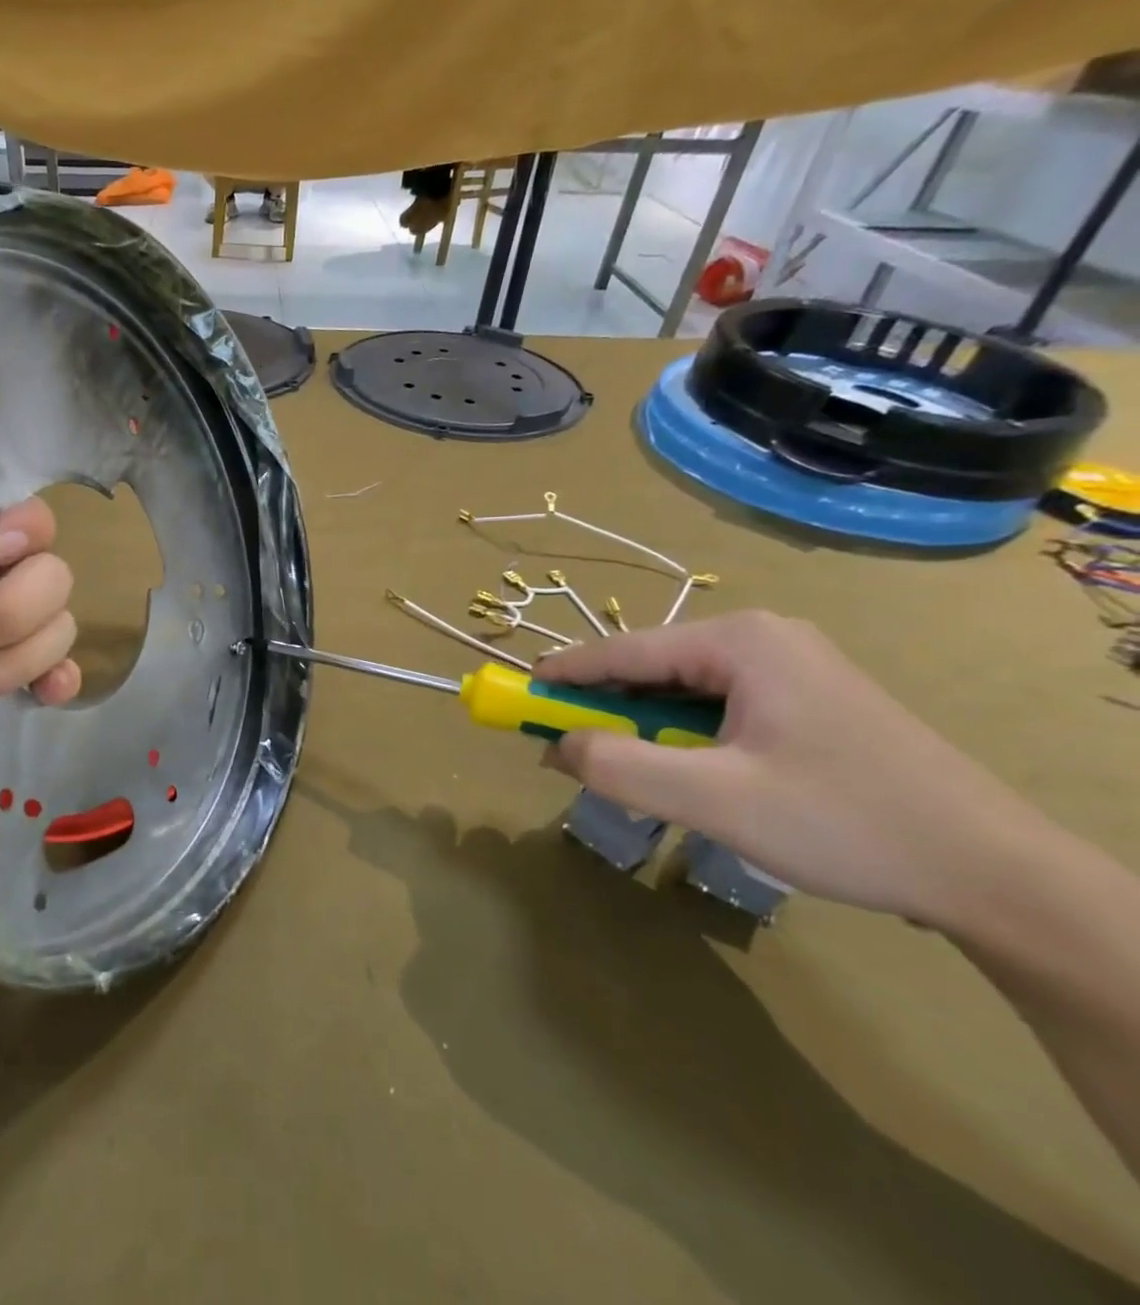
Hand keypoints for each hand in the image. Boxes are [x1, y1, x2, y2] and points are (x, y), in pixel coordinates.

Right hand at [536, 612, 1054, 925]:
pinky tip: (684, 772)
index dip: (562, 675)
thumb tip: (556, 746)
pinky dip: (683, 735)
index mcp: (739, 641)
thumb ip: (619, 766)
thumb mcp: (713, 798)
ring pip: (685, 691)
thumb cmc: (844, 822)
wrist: (998, 876)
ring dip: (645, 726)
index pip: (622, 650)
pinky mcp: (812, 701)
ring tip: (622, 768)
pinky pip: (720, 707)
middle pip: (653, 667)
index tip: (516, 697)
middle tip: (565, 747)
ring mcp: (794, 667)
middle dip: (605, 707)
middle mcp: (764, 638)